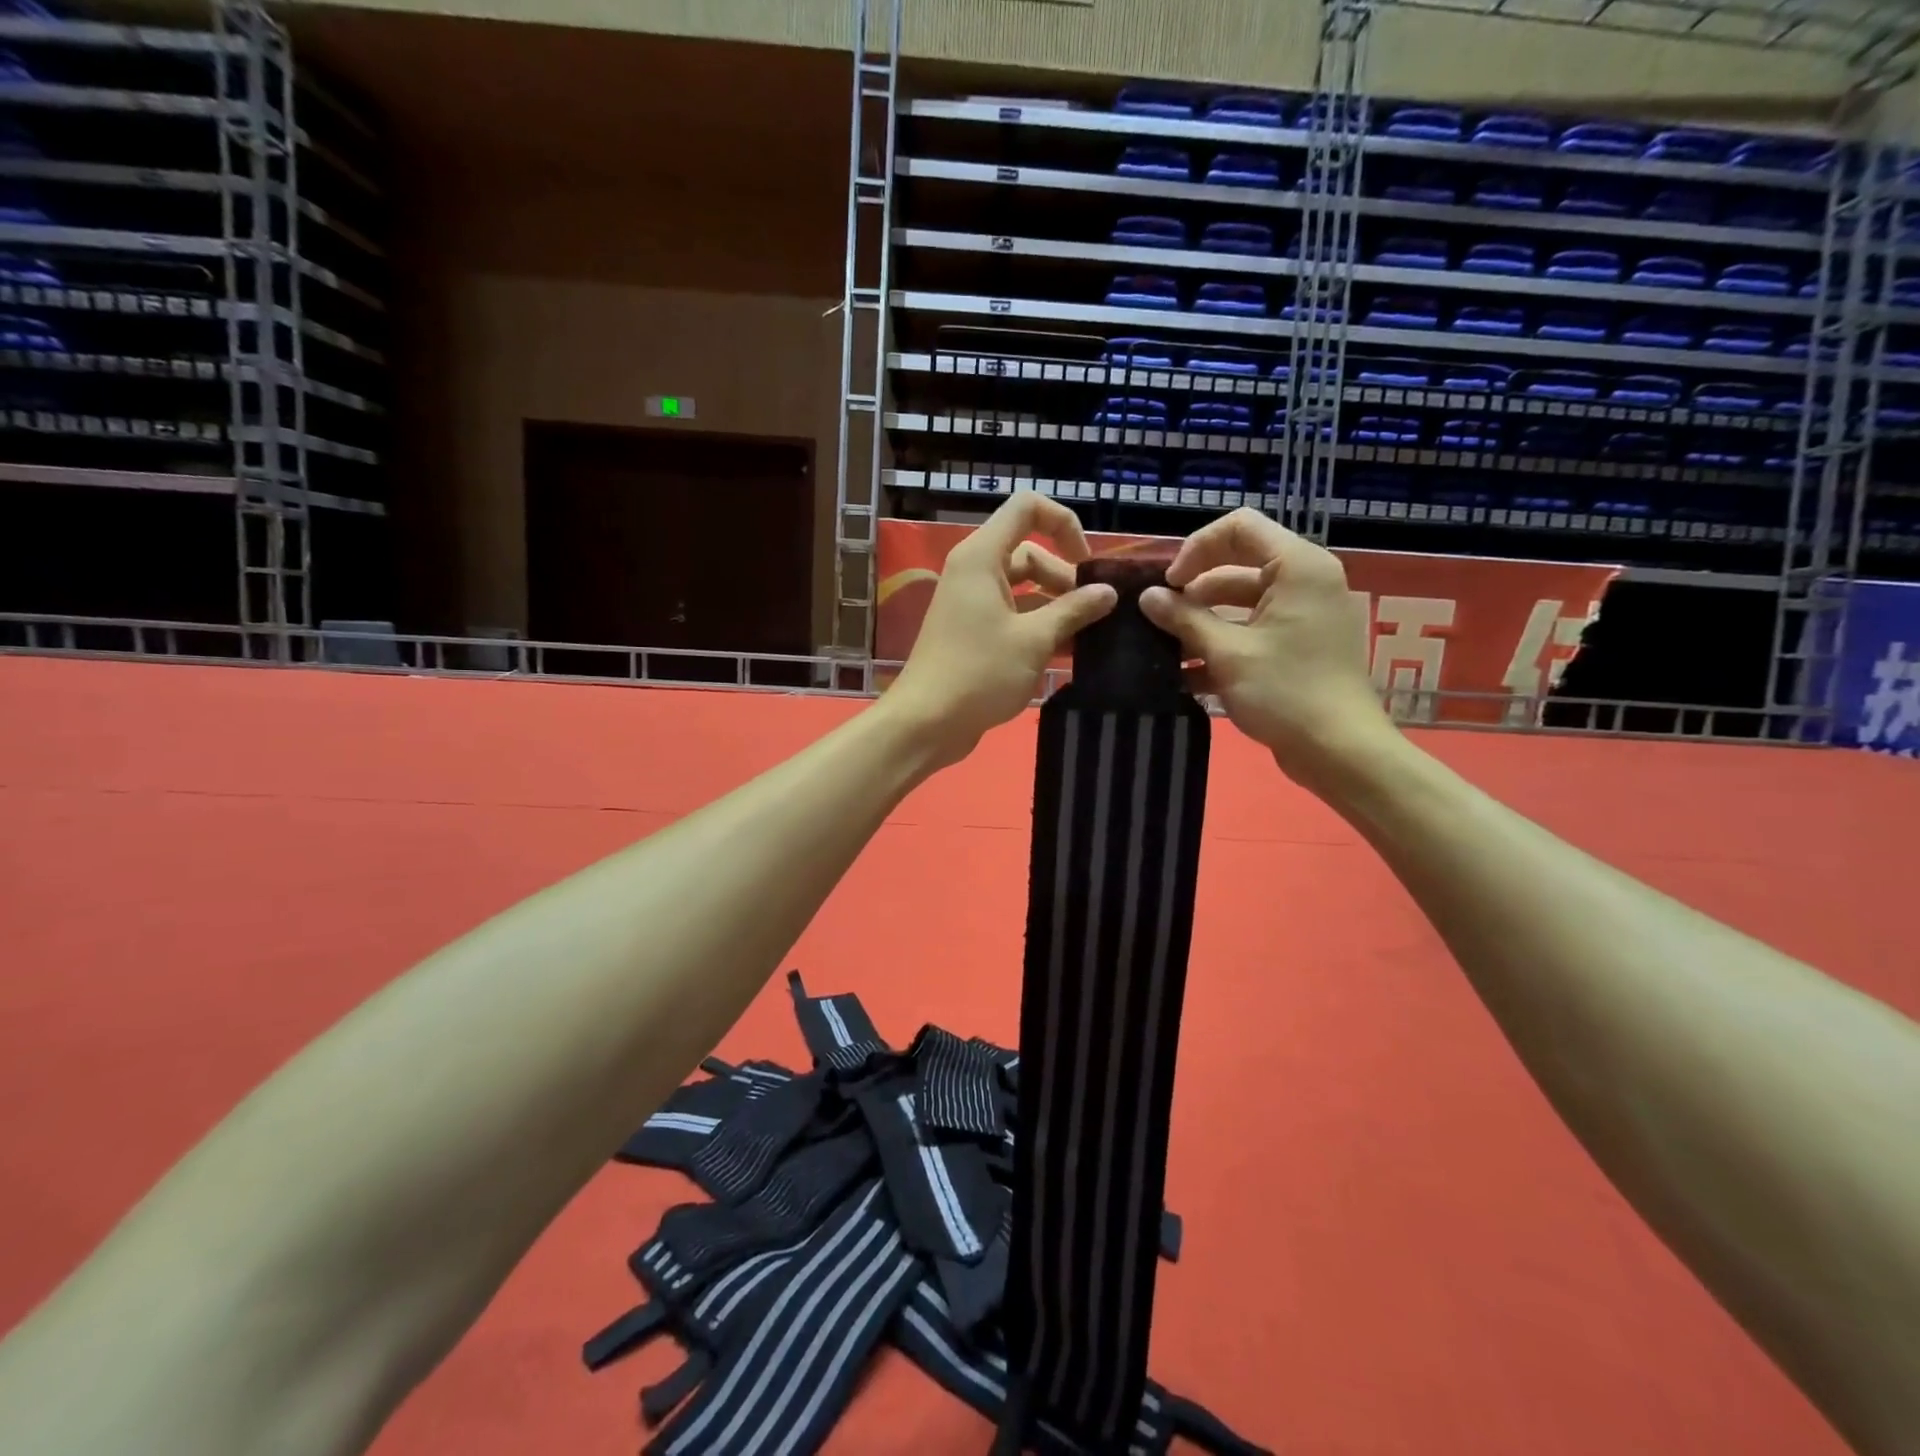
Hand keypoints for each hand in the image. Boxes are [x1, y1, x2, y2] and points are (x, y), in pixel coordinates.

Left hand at [888, 493, 1117, 766]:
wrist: (927, 722)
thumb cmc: (979, 673)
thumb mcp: (1035, 640)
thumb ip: (1074, 610)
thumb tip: (1108, 592)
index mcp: (982, 556)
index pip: (1027, 507)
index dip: (1064, 524)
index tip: (1086, 563)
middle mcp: (975, 570)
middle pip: (1030, 553)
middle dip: (1065, 577)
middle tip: (1094, 613)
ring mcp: (972, 602)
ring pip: (1024, 588)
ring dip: (1056, 606)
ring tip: (1089, 635)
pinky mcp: (973, 631)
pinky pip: (1013, 615)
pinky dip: (1039, 626)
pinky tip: (1068, 651)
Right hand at [1138, 509, 1396, 786]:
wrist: (1339, 751)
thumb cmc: (1286, 692)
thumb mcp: (1227, 653)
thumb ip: (1184, 619)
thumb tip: (1147, 597)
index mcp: (1297, 567)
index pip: (1239, 527)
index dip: (1196, 549)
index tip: (1169, 584)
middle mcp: (1305, 581)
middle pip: (1237, 565)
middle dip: (1194, 590)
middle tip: (1159, 618)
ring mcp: (1303, 615)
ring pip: (1241, 602)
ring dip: (1203, 621)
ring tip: (1165, 648)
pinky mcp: (1298, 645)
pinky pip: (1253, 629)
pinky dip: (1223, 643)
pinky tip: (1187, 673)